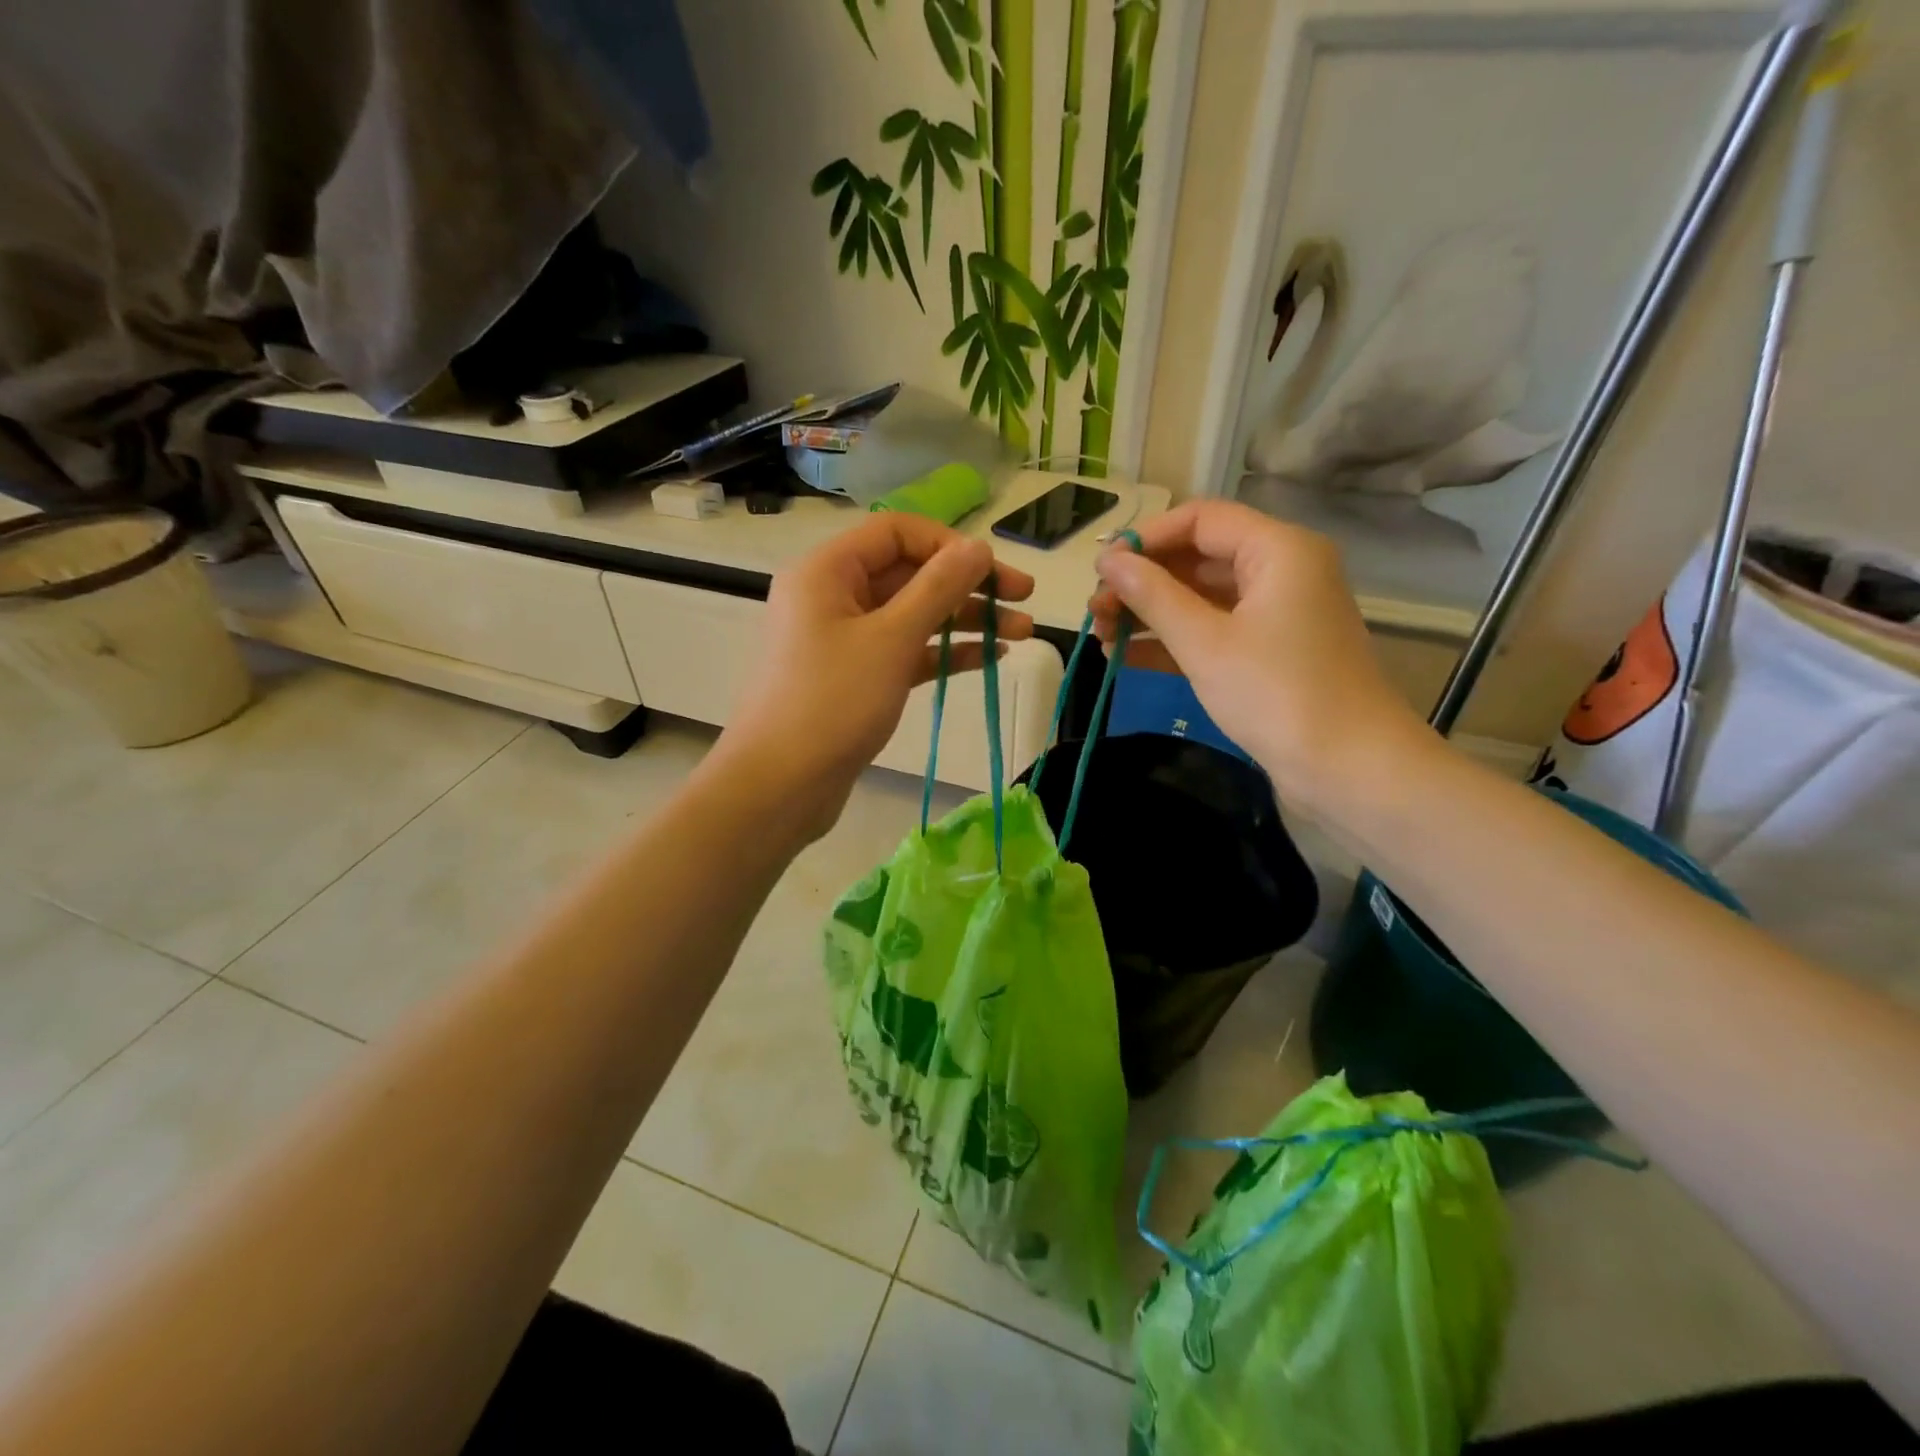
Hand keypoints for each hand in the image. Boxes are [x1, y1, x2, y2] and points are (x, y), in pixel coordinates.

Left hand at [715, 514, 1033, 838]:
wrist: (779, 786)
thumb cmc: (831, 703)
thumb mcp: (891, 639)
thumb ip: (938, 588)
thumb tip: (977, 548)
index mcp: (827, 571)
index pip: (897, 533)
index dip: (949, 545)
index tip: (993, 571)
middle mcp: (833, 596)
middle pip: (909, 573)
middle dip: (968, 586)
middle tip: (1024, 600)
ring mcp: (844, 640)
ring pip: (912, 615)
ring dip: (965, 621)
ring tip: (1022, 634)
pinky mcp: (857, 678)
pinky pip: (905, 651)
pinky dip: (944, 652)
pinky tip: (989, 657)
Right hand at [1090, 500, 1428, 807]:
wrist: (1348, 769)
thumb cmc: (1276, 694)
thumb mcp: (1204, 642)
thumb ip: (1152, 596)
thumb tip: (1107, 561)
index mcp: (1277, 550)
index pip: (1200, 520)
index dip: (1145, 538)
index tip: (1100, 570)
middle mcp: (1281, 571)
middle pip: (1198, 557)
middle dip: (1142, 582)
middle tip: (1094, 610)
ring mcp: (1276, 614)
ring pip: (1201, 597)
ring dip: (1150, 614)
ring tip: (1100, 637)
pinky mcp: (1270, 652)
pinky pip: (1213, 631)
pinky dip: (1172, 640)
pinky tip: (1124, 657)